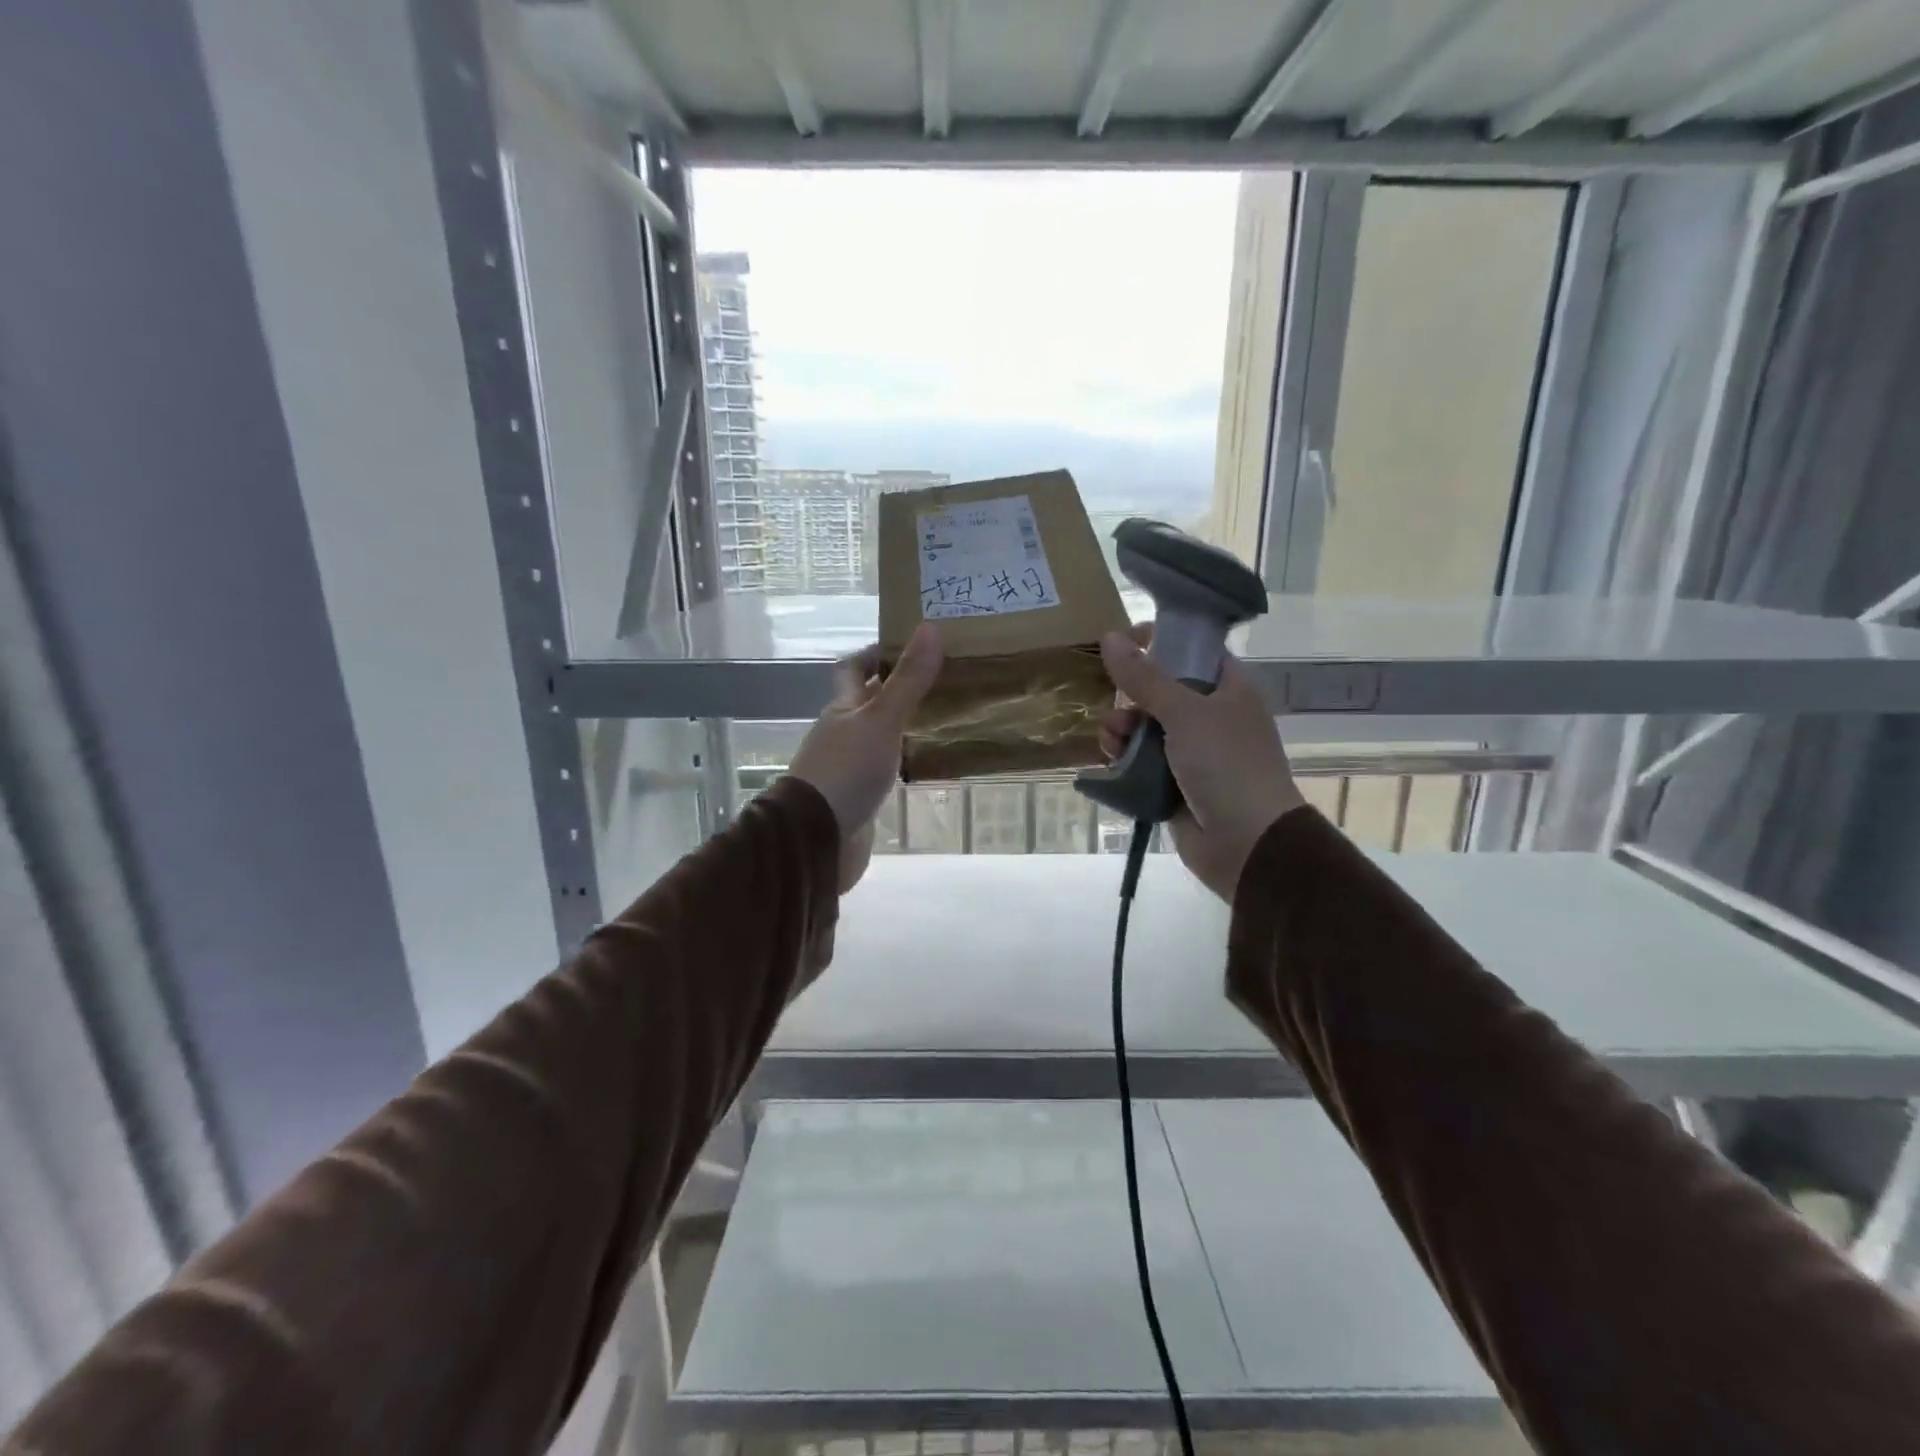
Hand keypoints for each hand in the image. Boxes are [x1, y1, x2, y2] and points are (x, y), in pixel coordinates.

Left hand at [789, 625, 941, 892]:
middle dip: (899, 689)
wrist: (818, 838)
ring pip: (878, 735)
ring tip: (945, 717)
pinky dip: (904, 759)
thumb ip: (907, 680)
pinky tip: (928, 761)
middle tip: (942, 679)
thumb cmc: (847, 771)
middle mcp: (842, 732)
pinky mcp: (859, 795)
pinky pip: (885, 768)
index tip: (912, 644)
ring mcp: (849, 765)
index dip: (877, 653)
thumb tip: (930, 628)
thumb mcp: (881, 720)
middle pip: (869, 701)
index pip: (854, 669)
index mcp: (842, 707)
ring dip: (904, 725)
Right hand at [1097, 629, 1305, 902]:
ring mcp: (1195, 753)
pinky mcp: (1176, 784)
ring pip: (1147, 728)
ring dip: (1123, 729)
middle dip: (1132, 696)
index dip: (1161, 642)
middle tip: (1116, 703)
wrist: (1247, 842)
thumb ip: (1144, 677)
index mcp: (1230, 689)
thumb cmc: (1226, 765)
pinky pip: (1143, 762)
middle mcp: (1214, 716)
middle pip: (1162, 691)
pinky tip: (1112, 761)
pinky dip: (1126, 759)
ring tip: (1111, 741)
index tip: (1127, 641)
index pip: (1194, 651)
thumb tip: (1110, 637)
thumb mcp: (1185, 712)